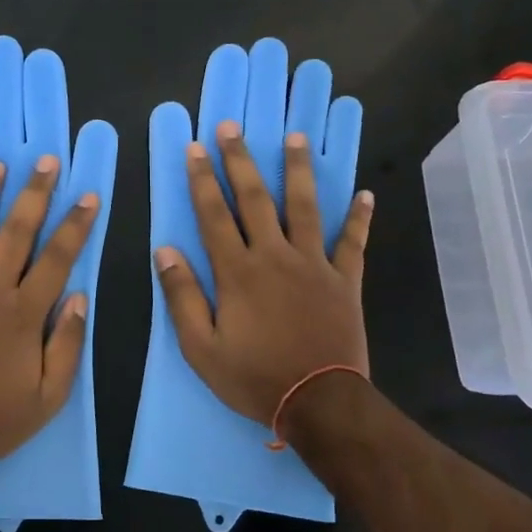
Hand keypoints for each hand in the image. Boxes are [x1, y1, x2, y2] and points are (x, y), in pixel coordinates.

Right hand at [156, 119, 373, 425]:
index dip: (201, 180)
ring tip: (294, 138)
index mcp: (237, 272)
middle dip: (240, 161)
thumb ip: (182, 296)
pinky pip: (352, 243)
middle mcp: (275, 256)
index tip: (195, 149)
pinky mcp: (344, 281)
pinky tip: (365, 194)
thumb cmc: (254, 377)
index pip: (213, 215)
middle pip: (255, 199)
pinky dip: (359, 218)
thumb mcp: (201, 348)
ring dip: (298, 171)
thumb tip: (165, 251)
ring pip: (305, 207)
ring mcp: (314, 265)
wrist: (320, 404)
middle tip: (232, 127)